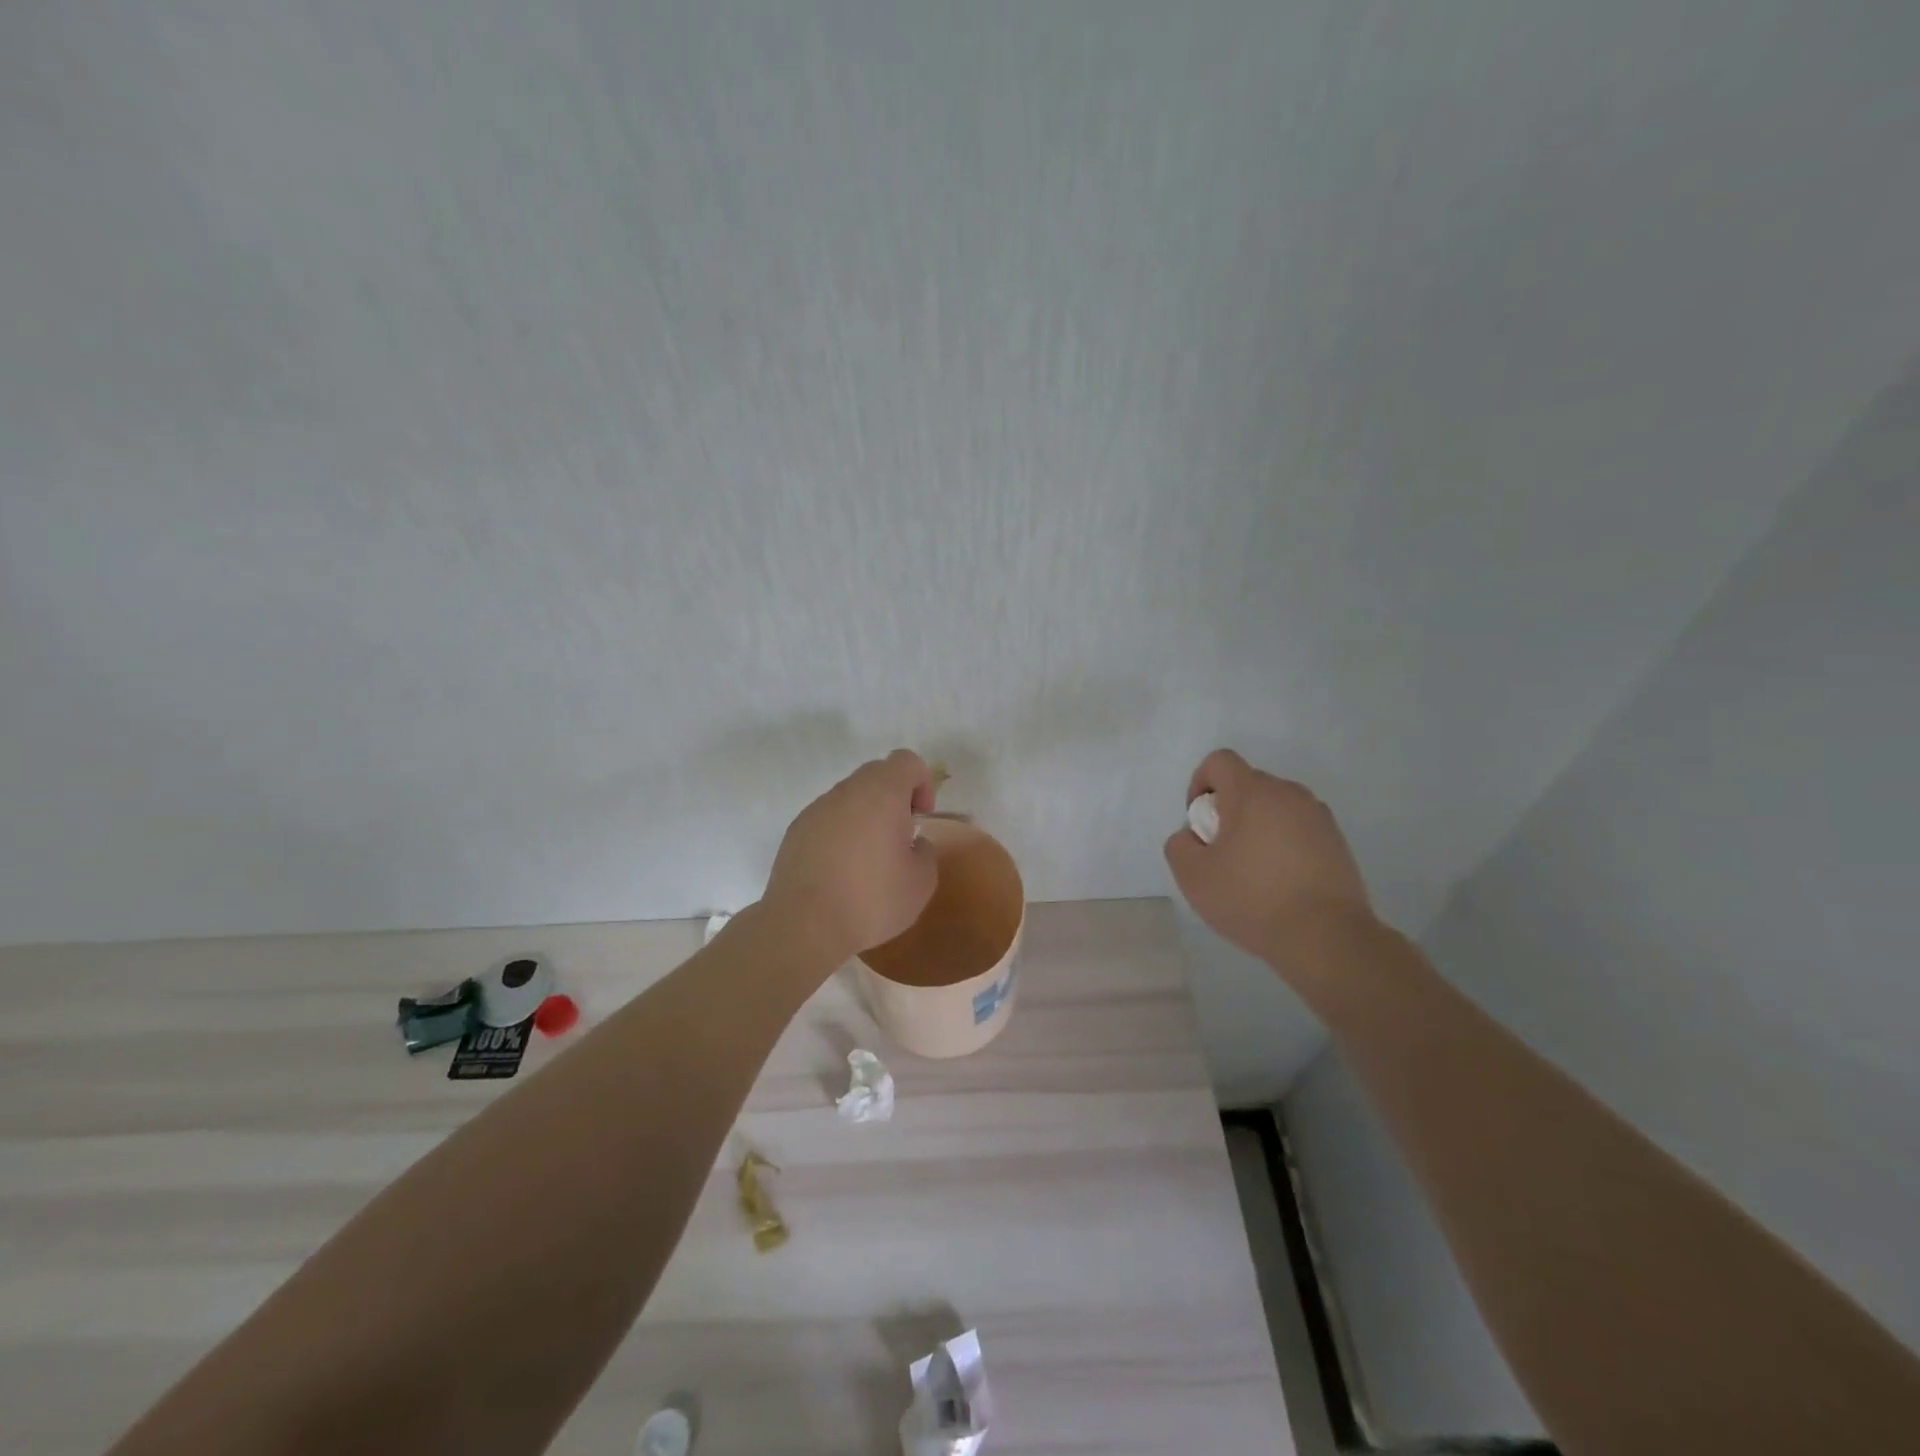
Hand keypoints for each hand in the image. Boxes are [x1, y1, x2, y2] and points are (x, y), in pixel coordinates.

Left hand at [762, 749, 939, 963]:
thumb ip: (925, 853)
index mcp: (881, 793)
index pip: (906, 761)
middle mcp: (846, 792)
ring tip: (868, 860)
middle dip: (894, 797)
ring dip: (865, 816)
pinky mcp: (795, 831)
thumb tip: (912, 845)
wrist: (804, 925)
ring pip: (849, 797)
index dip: (922, 783)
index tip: (921, 817)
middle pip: (876, 774)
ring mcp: (816, 809)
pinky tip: (840, 872)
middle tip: (900, 837)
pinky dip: (840, 833)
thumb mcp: (922, 882)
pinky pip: (827, 819)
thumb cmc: (871, 900)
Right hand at [1163, 749, 1375, 975]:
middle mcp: (1289, 793)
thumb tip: (1194, 836)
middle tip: (1223, 854)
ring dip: (1257, 828)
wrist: (1326, 937)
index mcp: (1252, 792)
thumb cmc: (1251, 898)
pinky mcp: (1338, 843)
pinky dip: (1284, 845)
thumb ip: (1180, 844)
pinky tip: (1281, 884)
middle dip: (1228, 811)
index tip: (1200, 824)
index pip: (1219, 761)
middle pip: (1247, 785)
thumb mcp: (1192, 875)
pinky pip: (1299, 830)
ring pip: (1275, 808)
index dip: (1200, 784)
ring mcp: (1318, 817)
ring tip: (1253, 872)